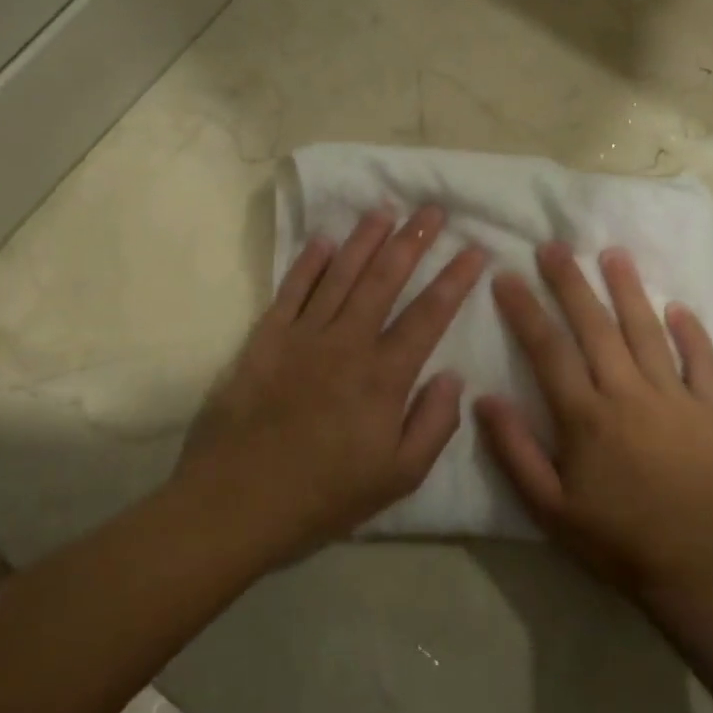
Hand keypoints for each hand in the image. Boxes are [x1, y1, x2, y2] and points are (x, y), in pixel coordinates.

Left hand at [176, 206, 486, 562]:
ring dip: (365, 239)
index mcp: (384, 377)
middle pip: (385, 279)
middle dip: (413, 240)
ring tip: (386, 209)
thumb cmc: (324, 496)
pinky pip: (291, 290)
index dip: (455, 278)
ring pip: (340, 274)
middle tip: (433, 210)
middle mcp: (347, 343)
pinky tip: (323, 240)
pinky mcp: (265, 339)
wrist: (237, 502)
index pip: (429, 314)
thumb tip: (453, 376)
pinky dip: (308, 262)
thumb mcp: (398, 477)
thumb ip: (434, 424)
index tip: (475, 248)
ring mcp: (302, 336)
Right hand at [476, 243, 712, 607]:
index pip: (548, 350)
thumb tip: (483, 398)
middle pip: (595, 327)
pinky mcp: (711, 410)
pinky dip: (690, 331)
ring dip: (628, 290)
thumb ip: (514, 451)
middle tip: (553, 246)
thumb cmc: (614, 538)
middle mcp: (628, 394)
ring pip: (647, 331)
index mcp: (586, 417)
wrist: (696, 568)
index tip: (506, 276)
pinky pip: (701, 360)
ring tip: (613, 254)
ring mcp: (675, 398)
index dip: (525, 310)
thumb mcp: (549, 508)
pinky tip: (677, 307)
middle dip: (571, 283)